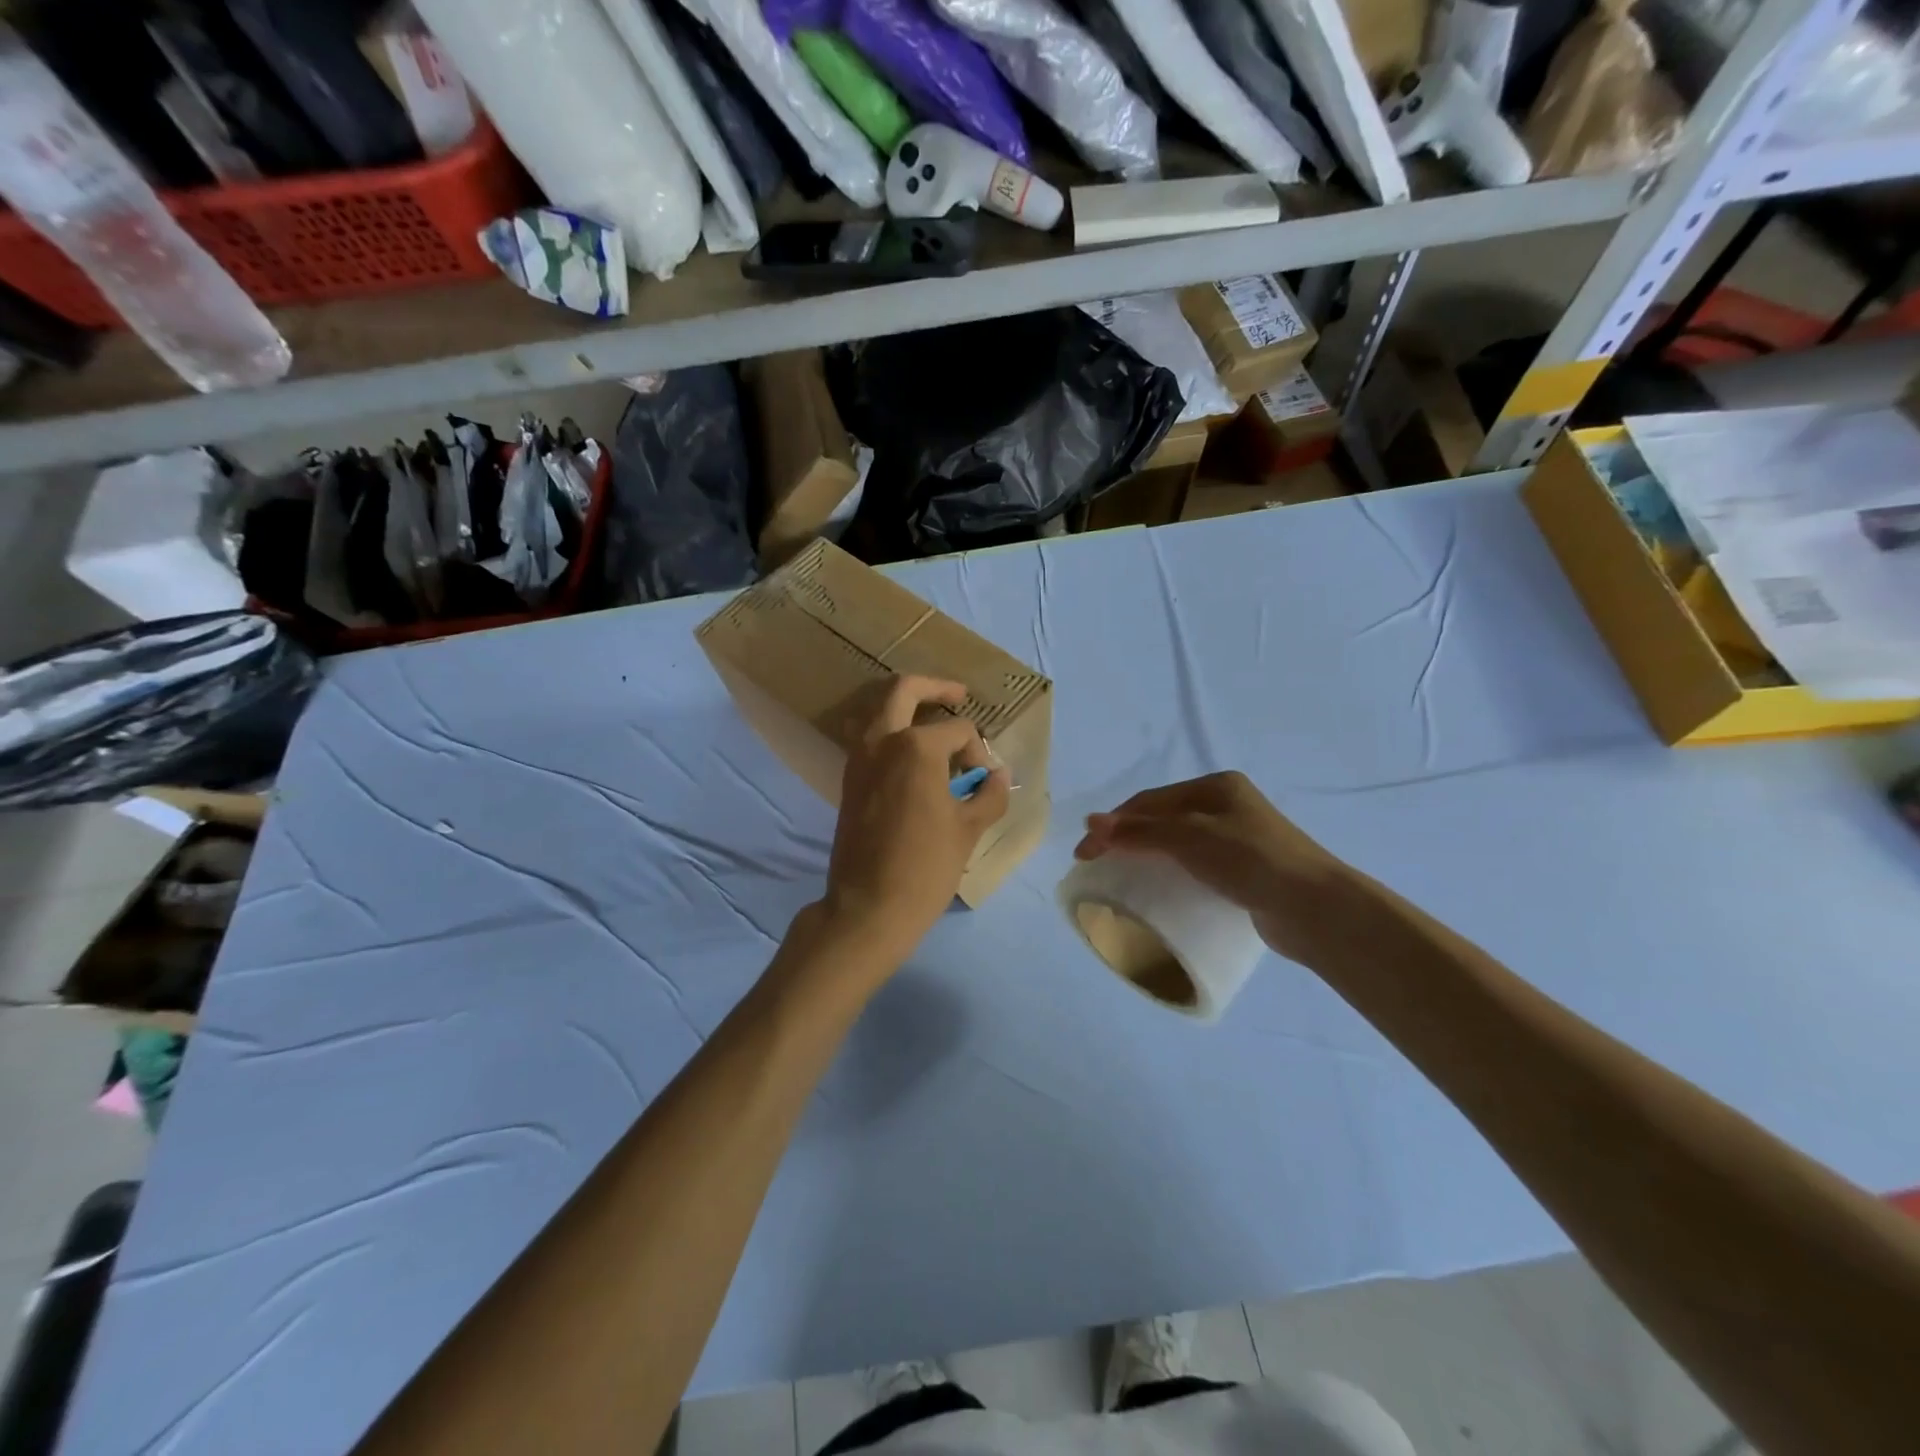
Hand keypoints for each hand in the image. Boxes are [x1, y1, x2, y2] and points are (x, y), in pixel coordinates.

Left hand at [820, 675, 1010, 972]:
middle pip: (904, 690)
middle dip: (935, 687)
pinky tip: (913, 755)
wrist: (868, 906)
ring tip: (934, 722)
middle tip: (958, 695)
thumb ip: (990, 794)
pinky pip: (869, 737)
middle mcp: (882, 740)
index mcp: (916, 746)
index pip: (958, 730)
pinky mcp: (848, 778)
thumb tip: (998, 775)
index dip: (979, 751)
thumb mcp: (969, 829)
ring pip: (879, 709)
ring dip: (906, 706)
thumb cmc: (926, 867)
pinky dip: (890, 732)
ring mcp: (858, 757)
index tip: (984, 780)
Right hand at [1074, 772, 1356, 962]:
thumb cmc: (1251, 861)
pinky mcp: (1245, 870)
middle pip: (1163, 819)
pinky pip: (1196, 865)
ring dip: (1147, 856)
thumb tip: (1089, 822)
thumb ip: (1140, 831)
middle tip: (1097, 865)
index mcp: (1216, 786)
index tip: (1084, 854)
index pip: (1150, 801)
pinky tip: (1161, 888)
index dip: (1113, 824)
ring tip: (1122, 877)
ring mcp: (1239, 838)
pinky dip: (1171, 872)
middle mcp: (1227, 806)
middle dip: (1127, 838)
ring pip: (1179, 843)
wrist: (1316, 908)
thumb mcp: (1190, 838)